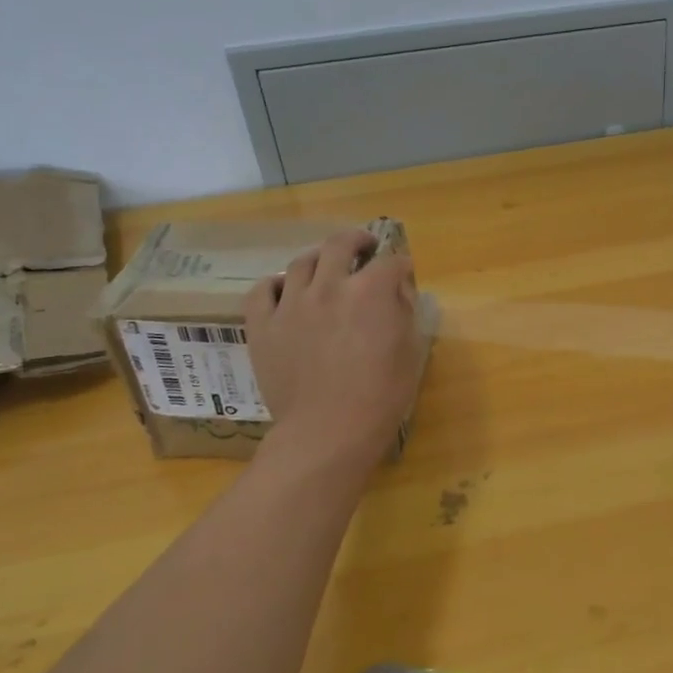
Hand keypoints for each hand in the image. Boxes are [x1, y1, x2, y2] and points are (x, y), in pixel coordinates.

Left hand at [245, 230, 422, 470]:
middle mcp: (329, 285)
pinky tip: (285, 291)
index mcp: (371, 291)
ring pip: (302, 262)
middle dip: (358, 241)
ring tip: (325, 268)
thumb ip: (404, 312)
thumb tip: (397, 291)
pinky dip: (276, 285)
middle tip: (364, 248)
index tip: (403, 274)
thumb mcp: (410, 351)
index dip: (401, 266)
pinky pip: (262, 290)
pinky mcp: (263, 325)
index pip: (391, 262)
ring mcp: (291, 303)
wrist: (328, 432)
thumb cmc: (380, 397)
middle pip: (341, 243)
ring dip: (319, 259)